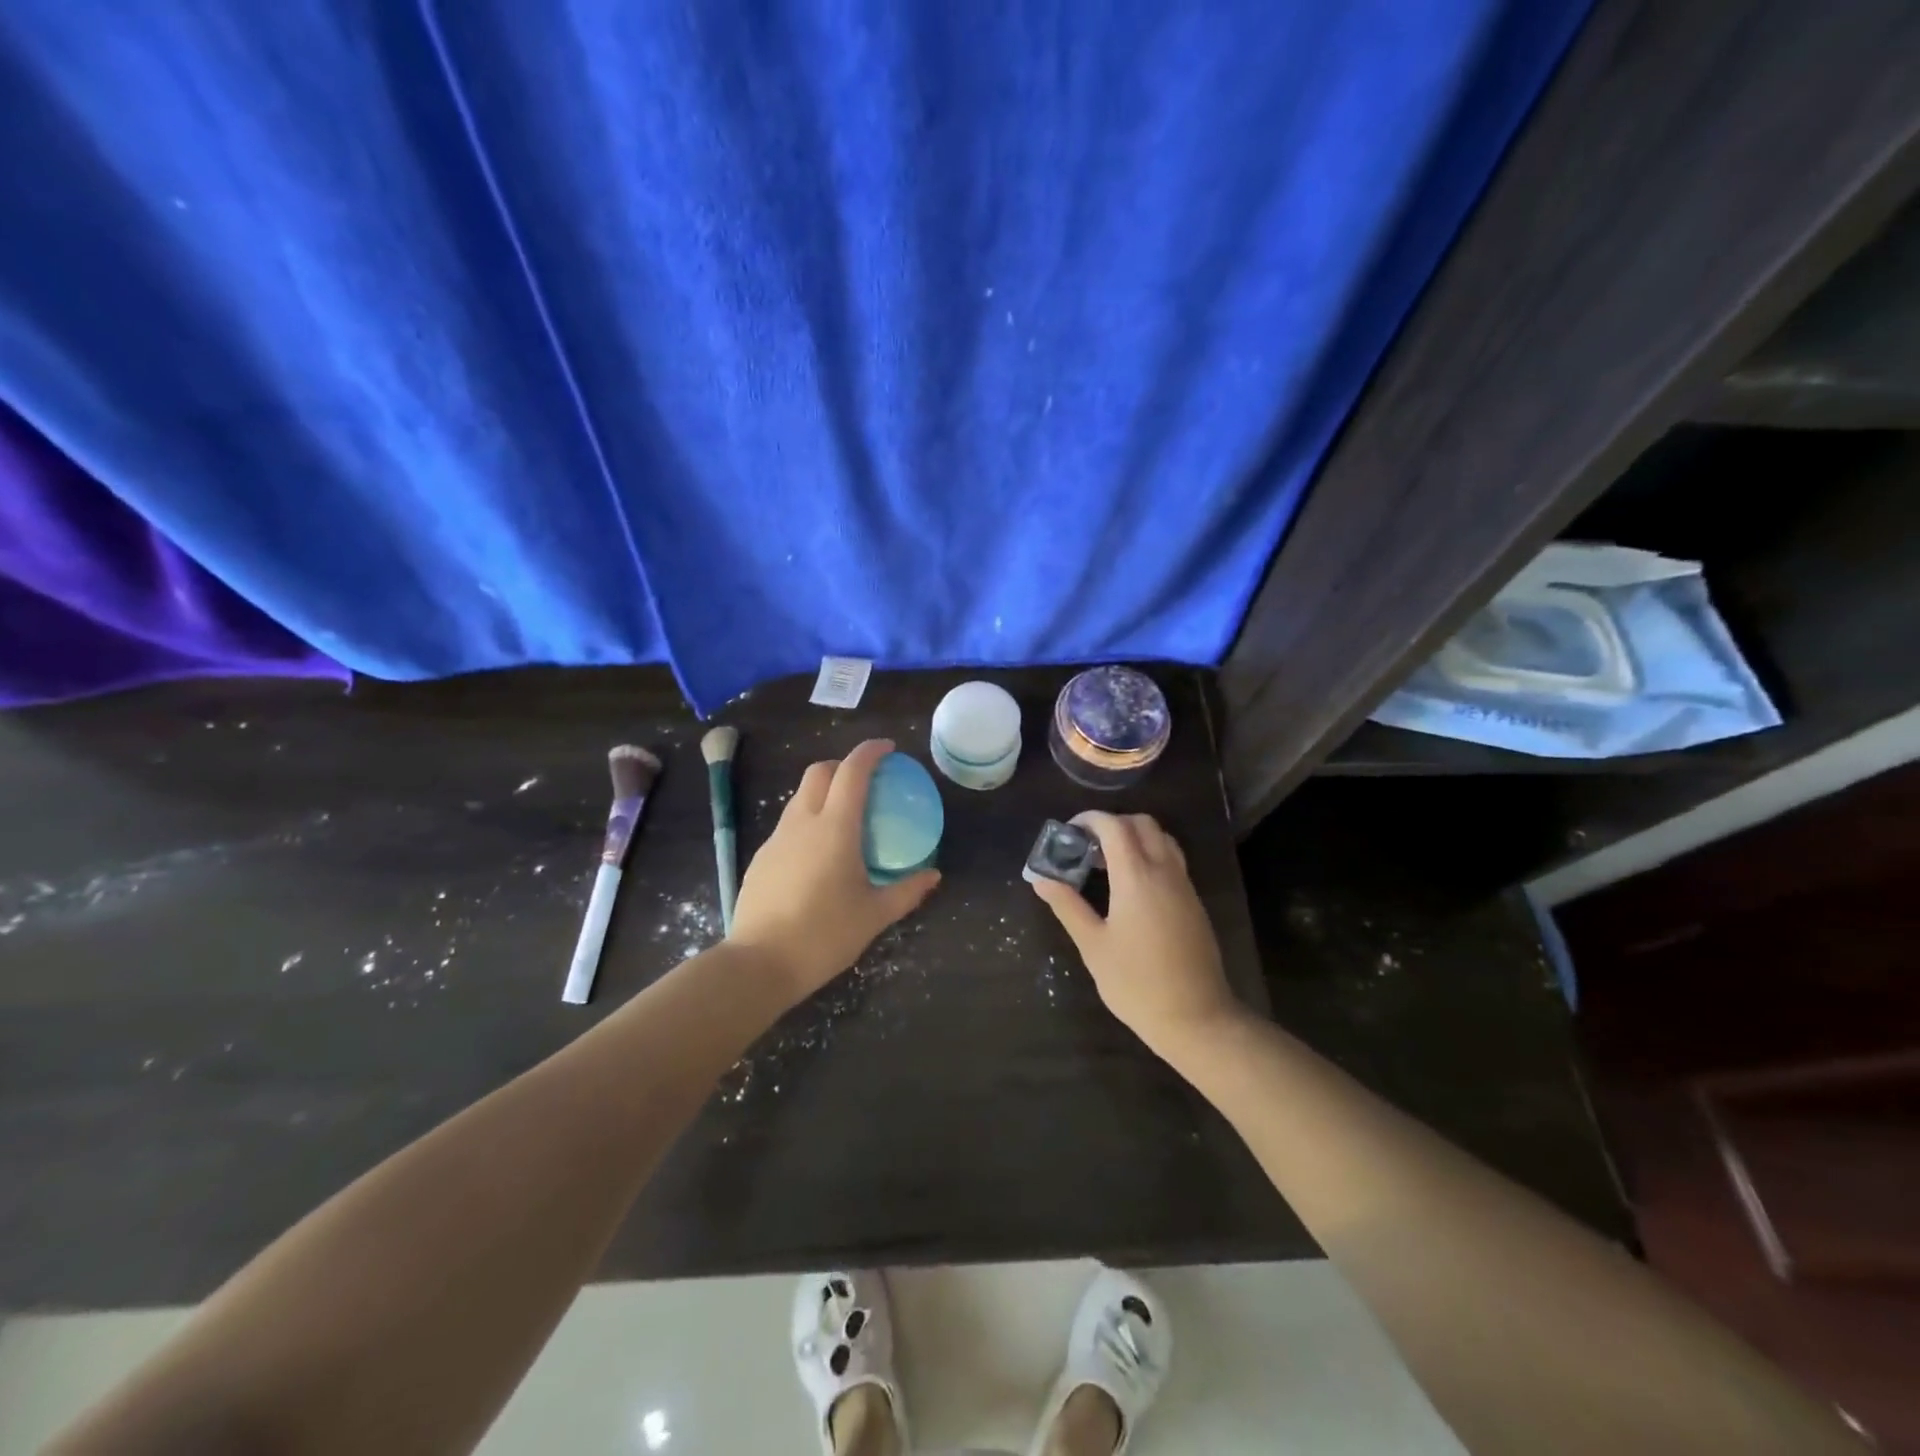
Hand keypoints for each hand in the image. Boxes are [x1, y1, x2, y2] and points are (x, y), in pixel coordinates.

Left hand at [729, 739, 940, 1001]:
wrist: (760, 962)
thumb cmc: (825, 934)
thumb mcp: (874, 915)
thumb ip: (907, 891)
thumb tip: (933, 876)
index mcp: (834, 827)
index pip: (852, 771)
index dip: (870, 752)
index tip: (888, 749)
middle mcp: (802, 822)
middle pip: (818, 772)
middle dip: (842, 765)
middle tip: (865, 782)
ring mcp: (777, 839)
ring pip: (799, 797)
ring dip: (822, 792)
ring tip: (844, 818)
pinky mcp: (761, 858)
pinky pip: (788, 825)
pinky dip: (807, 821)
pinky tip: (817, 854)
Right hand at [1030, 811, 1243, 1058]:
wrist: (1196, 1018)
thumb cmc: (1136, 983)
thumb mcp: (1093, 945)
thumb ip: (1067, 906)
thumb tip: (1041, 879)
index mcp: (1136, 877)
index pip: (1114, 827)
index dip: (1090, 820)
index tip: (1069, 831)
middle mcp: (1164, 871)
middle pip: (1142, 824)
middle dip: (1112, 824)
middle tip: (1086, 846)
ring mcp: (1184, 886)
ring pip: (1162, 839)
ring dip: (1134, 837)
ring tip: (1107, 862)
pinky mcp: (1194, 902)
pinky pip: (1172, 860)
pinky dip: (1150, 854)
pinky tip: (1131, 885)